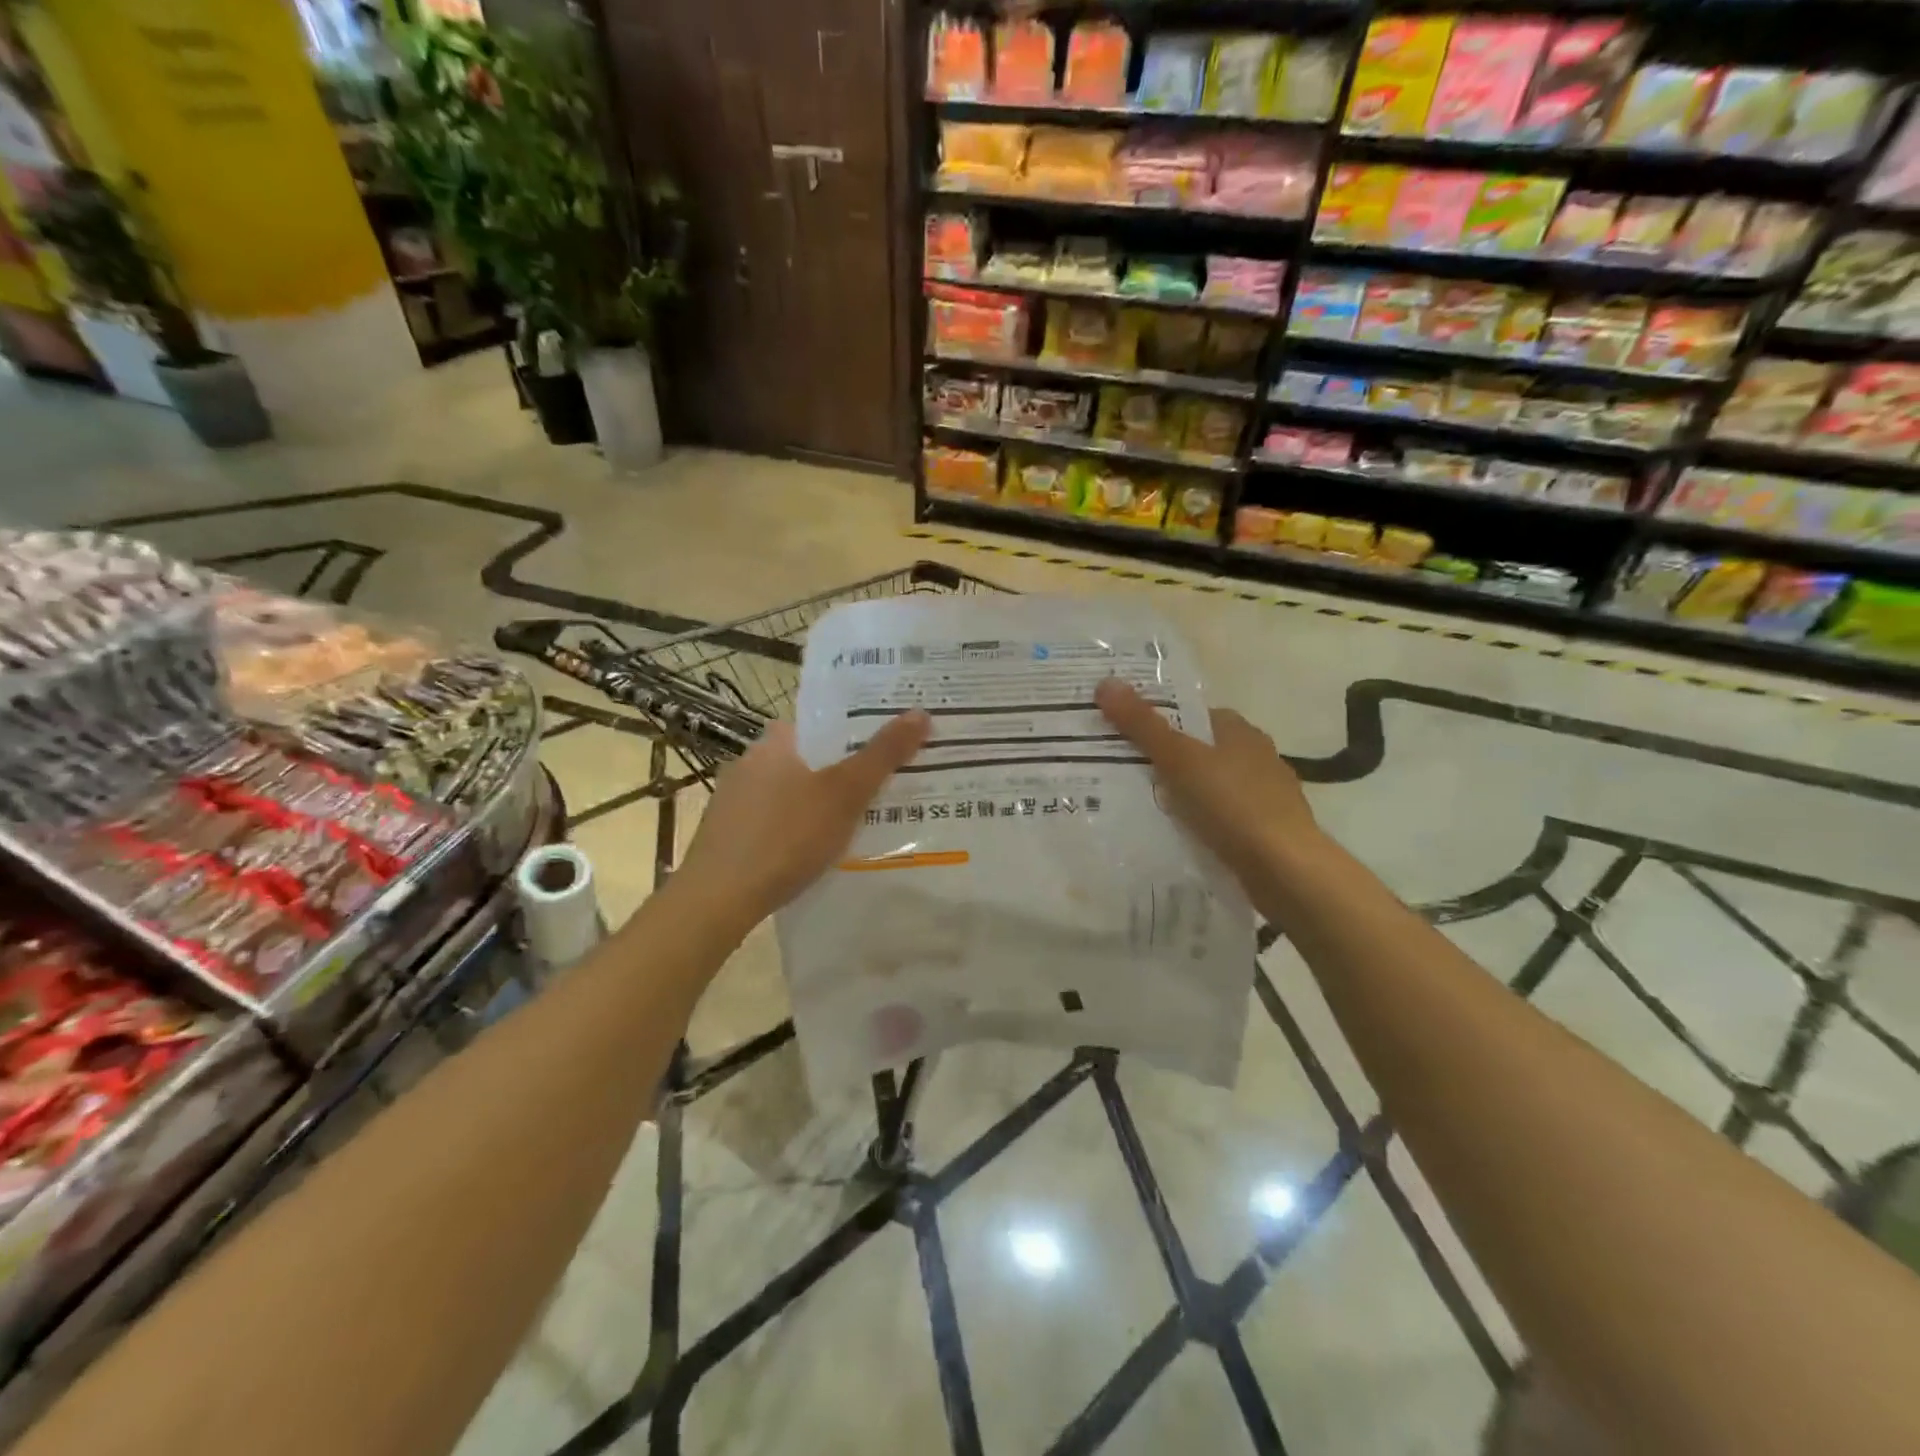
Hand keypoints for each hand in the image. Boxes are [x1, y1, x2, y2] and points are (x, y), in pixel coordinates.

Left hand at [676, 710, 931, 923]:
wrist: (717, 900)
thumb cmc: (785, 836)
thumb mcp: (844, 794)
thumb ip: (882, 755)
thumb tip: (921, 712)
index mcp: (774, 743)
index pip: (819, 723)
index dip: (854, 729)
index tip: (886, 743)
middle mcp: (749, 764)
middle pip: (808, 758)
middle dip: (842, 770)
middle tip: (884, 784)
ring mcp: (733, 802)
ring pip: (791, 792)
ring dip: (819, 802)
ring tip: (860, 820)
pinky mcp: (727, 836)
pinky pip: (774, 822)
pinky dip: (797, 829)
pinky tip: (816, 851)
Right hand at [1096, 678, 1317, 892]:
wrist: (1285, 869)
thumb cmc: (1232, 803)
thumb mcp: (1179, 759)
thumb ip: (1142, 724)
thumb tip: (1105, 682)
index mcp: (1240, 731)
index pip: (1194, 715)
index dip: (1160, 721)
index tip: (1125, 735)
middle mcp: (1257, 756)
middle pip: (1201, 751)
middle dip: (1168, 760)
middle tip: (1123, 772)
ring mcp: (1265, 795)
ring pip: (1212, 786)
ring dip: (1185, 794)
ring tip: (1142, 806)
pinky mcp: (1266, 831)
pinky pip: (1221, 818)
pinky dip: (1200, 823)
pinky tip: (1178, 835)